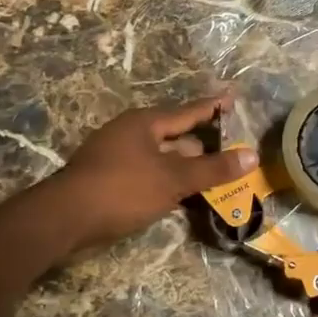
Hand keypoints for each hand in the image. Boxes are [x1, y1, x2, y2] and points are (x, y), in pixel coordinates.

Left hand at [55, 93, 257, 249]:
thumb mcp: (173, 179)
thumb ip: (213, 169)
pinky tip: (182, 198)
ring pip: (162, 158)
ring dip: (186, 168)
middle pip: (176, 135)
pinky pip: (149, 175)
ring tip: (215, 178)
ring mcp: (117, 157)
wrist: (65, 219)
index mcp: (145, 123)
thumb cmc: (122, 189)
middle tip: (233, 151)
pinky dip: (168, 182)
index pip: (189, 111)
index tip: (233, 97)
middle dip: (203, 145)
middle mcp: (131, 133)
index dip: (214, 107)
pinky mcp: (110, 180)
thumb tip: (251, 155)